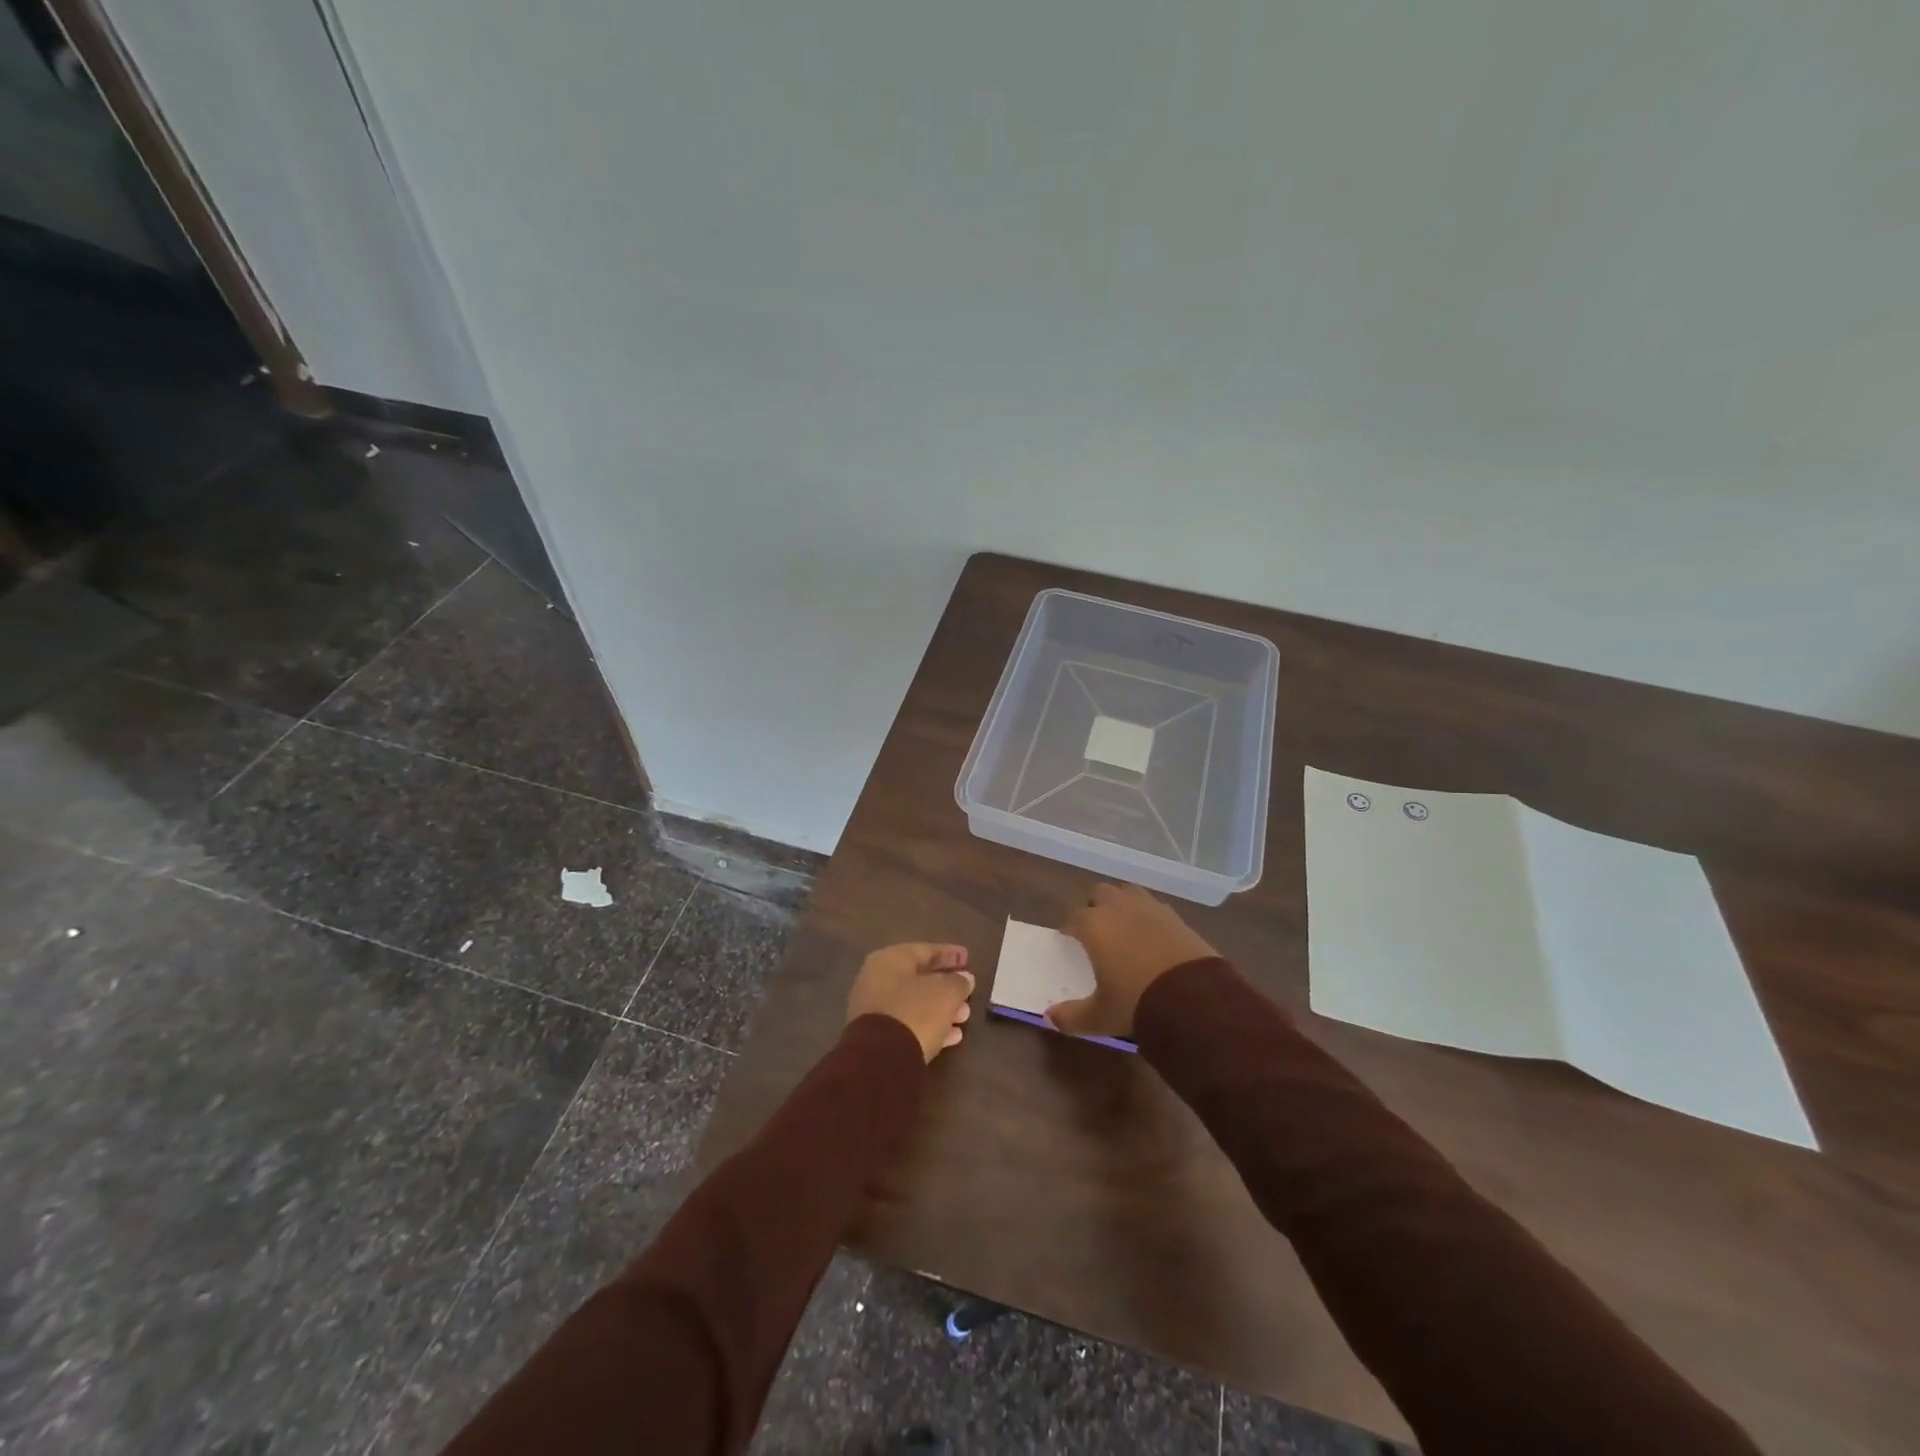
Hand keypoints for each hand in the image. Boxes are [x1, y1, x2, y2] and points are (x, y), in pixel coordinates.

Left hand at [846, 943, 974, 1062]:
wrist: (880, 1060)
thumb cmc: (915, 1013)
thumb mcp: (946, 993)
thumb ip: (958, 982)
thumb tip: (965, 978)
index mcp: (890, 959)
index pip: (925, 950)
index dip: (949, 954)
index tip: (968, 958)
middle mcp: (877, 979)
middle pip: (919, 978)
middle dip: (947, 986)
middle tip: (968, 991)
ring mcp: (874, 1009)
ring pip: (915, 1003)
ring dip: (941, 1008)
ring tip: (964, 1017)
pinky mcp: (876, 1037)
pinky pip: (908, 1024)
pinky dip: (929, 1026)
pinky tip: (952, 1037)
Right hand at [1047, 883, 1216, 1039]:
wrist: (1193, 998)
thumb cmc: (1136, 1002)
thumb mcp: (1100, 1016)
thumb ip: (1071, 1016)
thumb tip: (1050, 1018)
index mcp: (1094, 925)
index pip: (1074, 917)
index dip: (1070, 928)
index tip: (1069, 939)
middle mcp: (1118, 908)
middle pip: (1100, 894)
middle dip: (1096, 907)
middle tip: (1097, 930)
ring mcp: (1150, 908)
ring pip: (1128, 892)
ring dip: (1122, 904)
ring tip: (1124, 926)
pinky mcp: (1176, 916)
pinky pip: (1154, 906)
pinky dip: (1148, 915)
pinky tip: (1152, 935)